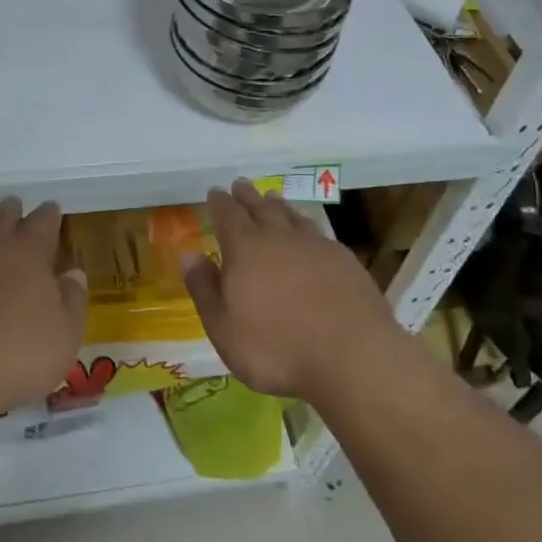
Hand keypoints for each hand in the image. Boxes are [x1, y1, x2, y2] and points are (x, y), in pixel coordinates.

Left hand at [0, 197, 86, 409]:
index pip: (43, 221)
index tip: (52, 208)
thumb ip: (72, 301)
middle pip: (2, 217)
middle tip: (15, 208)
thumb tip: (73, 273)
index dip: (49, 215)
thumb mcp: (64, 337)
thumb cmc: (16, 356)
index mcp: (28, 252)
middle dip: (11, 212)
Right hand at [182, 179, 405, 404]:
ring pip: (291, 215)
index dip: (219, 203)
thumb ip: (205, 289)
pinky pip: (318, 232)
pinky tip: (310, 232)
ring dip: (278, 205)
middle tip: (240, 185)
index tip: (215, 192)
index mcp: (245, 249)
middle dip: (247, 196)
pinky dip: (307, 225)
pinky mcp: (344, 260)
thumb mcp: (224, 328)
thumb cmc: (277, 349)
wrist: (352, 357)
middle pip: (260, 208)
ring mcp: (315, 245)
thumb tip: (189, 255)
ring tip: (272, 198)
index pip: (227, 215)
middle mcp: (279, 237)